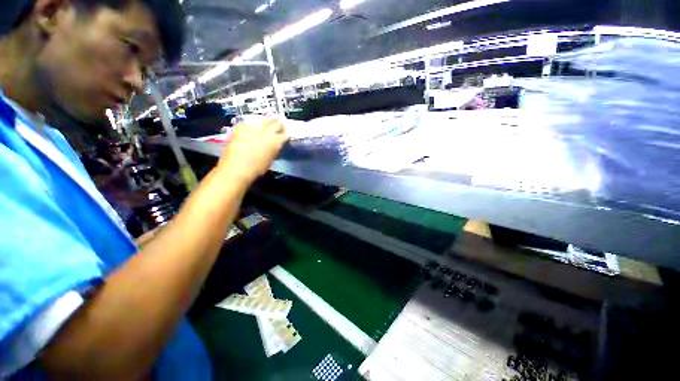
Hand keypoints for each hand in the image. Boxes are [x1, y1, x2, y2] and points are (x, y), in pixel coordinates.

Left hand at [217, 117, 287, 183]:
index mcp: (275, 141)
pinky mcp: (240, 126)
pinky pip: (250, 121)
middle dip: (279, 125)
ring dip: (267, 123)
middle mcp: (266, 131)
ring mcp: (252, 127)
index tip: (286, 136)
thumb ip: (275, 148)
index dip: (287, 135)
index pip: (286, 134)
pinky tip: (252, 129)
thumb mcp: (271, 158)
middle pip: (277, 122)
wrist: (235, 169)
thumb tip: (277, 144)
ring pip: (264, 119)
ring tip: (265, 127)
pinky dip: (254, 124)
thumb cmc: (256, 169)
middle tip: (278, 129)